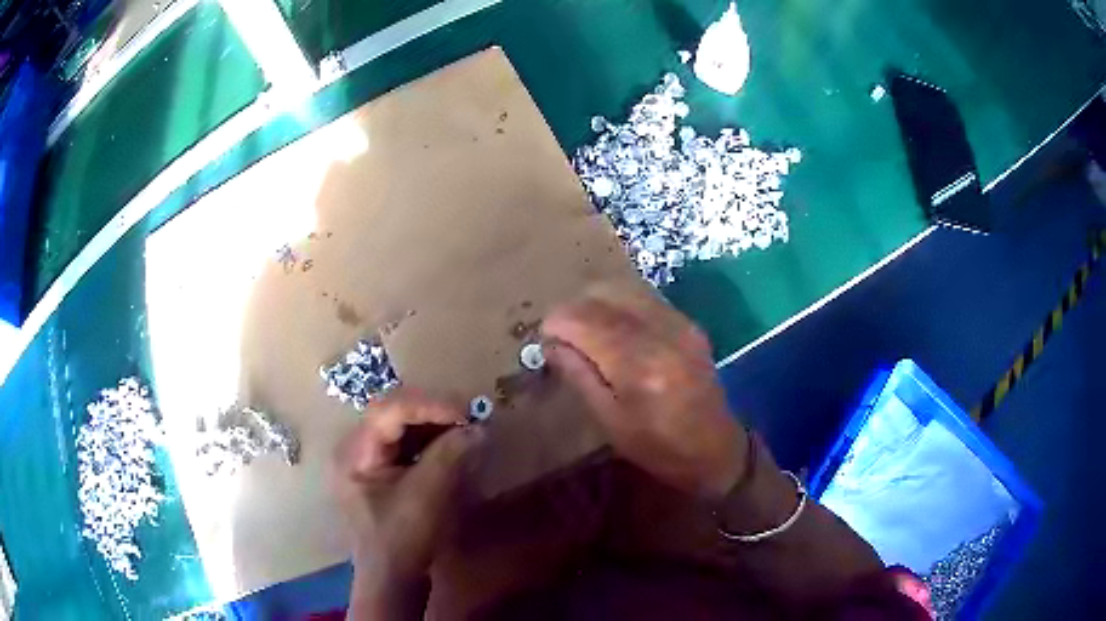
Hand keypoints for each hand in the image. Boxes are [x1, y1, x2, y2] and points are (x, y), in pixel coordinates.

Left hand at [333, 390, 484, 583]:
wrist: (393, 579)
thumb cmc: (403, 539)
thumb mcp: (427, 496)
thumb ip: (450, 455)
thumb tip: (479, 427)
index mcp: (355, 452)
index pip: (388, 411)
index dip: (428, 405)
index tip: (464, 411)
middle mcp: (356, 449)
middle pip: (393, 414)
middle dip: (433, 413)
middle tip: (469, 417)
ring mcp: (367, 461)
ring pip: (401, 428)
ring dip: (434, 425)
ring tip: (465, 428)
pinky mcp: (382, 473)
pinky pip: (405, 446)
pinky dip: (430, 442)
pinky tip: (452, 445)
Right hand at [542, 284, 746, 498]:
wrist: (715, 449)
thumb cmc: (657, 447)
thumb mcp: (609, 421)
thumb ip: (579, 375)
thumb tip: (551, 343)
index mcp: (638, 366)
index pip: (584, 320)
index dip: (556, 323)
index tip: (545, 339)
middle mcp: (660, 333)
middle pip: (603, 294)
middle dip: (573, 308)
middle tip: (563, 335)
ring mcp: (679, 323)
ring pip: (624, 287)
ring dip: (596, 301)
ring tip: (586, 329)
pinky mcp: (689, 323)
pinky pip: (645, 296)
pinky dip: (621, 304)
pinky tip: (615, 328)